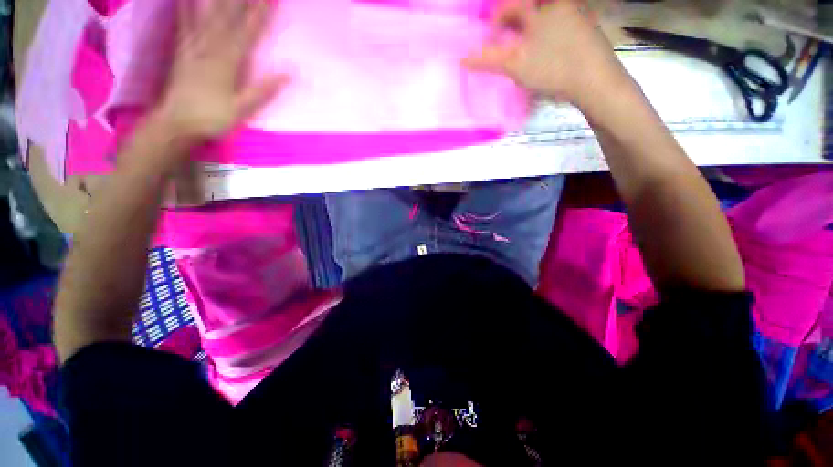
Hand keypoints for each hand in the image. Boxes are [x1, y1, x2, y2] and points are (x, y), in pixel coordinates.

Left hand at [155, 0, 287, 141]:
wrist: (177, 123)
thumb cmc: (213, 118)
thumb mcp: (244, 108)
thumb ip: (265, 89)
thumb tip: (290, 73)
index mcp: (228, 62)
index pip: (248, 32)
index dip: (260, 13)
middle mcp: (210, 47)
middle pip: (227, 16)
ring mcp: (193, 45)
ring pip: (206, 14)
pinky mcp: (182, 49)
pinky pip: (184, 22)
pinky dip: (185, 6)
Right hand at [464, 0, 626, 105]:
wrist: (596, 81)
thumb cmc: (553, 67)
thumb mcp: (516, 64)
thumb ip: (488, 59)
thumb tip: (463, 59)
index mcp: (540, 6)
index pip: (508, 6)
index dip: (493, 22)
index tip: (488, 39)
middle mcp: (558, 3)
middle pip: (526, 9)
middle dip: (511, 25)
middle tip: (503, 44)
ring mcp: (574, 12)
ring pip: (541, 16)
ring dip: (527, 30)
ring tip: (521, 50)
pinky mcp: (584, 26)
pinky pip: (556, 23)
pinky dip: (543, 34)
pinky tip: (542, 52)